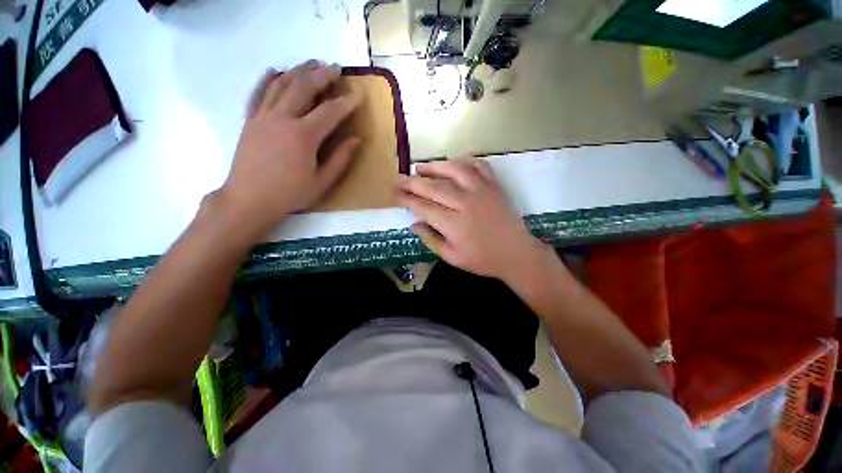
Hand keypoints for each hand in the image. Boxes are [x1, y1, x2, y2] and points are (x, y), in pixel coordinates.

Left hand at [217, 60, 360, 235]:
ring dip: (298, 71)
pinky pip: (257, 93)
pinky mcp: (249, 121)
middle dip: (322, 75)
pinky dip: (266, 80)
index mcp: (303, 136)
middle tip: (335, 68)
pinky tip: (273, 70)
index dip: (346, 103)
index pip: (329, 112)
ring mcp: (262, 117)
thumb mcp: (322, 182)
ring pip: (280, 85)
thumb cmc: (290, 194)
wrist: (248, 200)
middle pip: (303, 88)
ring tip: (311, 63)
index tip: (358, 95)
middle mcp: (282, 119)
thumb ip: (340, 159)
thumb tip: (356, 140)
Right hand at [397, 158, 548, 281]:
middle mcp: (465, 203)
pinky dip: (464, 160)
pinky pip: (478, 166)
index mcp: (454, 224)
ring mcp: (481, 191)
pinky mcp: (494, 185)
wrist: (516, 253)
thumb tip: (413, 224)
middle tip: (399, 178)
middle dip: (412, 182)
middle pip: (433, 187)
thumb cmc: (482, 259)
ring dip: (434, 166)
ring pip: (454, 170)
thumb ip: (431, 239)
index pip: (423, 207)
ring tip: (420, 167)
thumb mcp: (452, 257)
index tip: (395, 195)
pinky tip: (453, 162)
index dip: (407, 200)